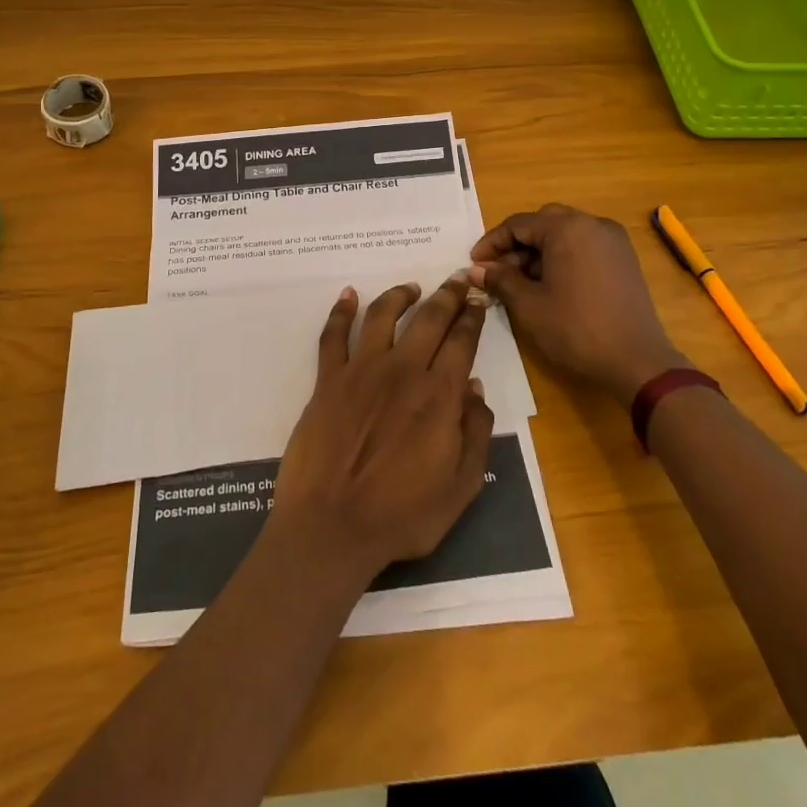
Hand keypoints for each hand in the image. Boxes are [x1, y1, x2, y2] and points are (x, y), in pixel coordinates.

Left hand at [270, 276, 495, 584]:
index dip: (473, 316)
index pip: (462, 341)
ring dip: (399, 295)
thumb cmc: (402, 516)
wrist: (331, 527)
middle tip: (457, 279)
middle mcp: (402, 370)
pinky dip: (341, 311)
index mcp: (438, 395)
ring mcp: (360, 371)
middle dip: (447, 295)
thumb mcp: (460, 488)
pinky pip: (333, 335)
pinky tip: (349, 295)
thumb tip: (475, 389)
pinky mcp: (327, 380)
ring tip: (411, 287)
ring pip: (382, 315)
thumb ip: (475, 434)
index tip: (478, 299)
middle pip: (428, 318)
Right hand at [470, 204, 686, 401]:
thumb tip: (476, 269)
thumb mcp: (529, 305)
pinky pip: (584, 245)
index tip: (475, 263)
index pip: (518, 224)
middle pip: (543, 222)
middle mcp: (592, 223)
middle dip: (517, 244)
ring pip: (565, 233)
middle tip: (498, 271)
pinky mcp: (624, 258)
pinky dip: (563, 256)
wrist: (638, 362)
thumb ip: (500, 279)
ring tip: (522, 282)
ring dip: (539, 251)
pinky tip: (552, 284)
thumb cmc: (577, 330)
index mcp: (567, 228)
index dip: (492, 243)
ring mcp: (613, 240)